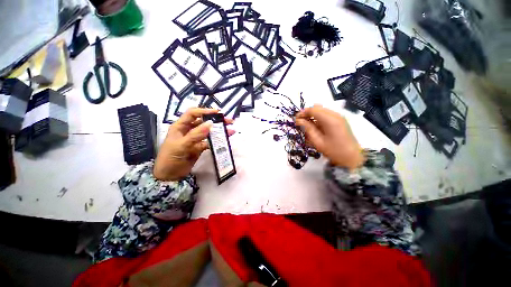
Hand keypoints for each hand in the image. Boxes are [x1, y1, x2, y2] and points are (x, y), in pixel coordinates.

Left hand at [154, 108, 234, 180]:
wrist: (169, 175)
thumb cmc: (169, 158)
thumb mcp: (181, 145)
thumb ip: (195, 135)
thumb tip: (210, 124)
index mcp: (181, 126)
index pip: (193, 113)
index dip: (205, 111)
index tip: (217, 113)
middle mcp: (189, 130)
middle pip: (204, 121)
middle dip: (216, 120)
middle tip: (228, 121)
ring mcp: (195, 139)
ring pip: (209, 132)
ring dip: (219, 130)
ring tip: (231, 130)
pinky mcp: (200, 147)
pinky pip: (210, 142)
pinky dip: (217, 141)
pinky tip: (225, 140)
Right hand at [295, 105, 363, 169]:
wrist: (352, 157)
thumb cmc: (334, 151)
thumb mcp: (317, 141)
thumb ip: (307, 129)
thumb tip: (298, 120)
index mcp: (330, 120)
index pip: (313, 109)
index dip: (302, 113)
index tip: (296, 120)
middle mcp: (335, 115)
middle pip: (317, 108)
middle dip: (307, 114)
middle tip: (300, 123)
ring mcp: (339, 117)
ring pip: (321, 110)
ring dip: (312, 116)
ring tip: (307, 126)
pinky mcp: (340, 120)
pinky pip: (326, 115)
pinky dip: (318, 118)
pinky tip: (315, 127)